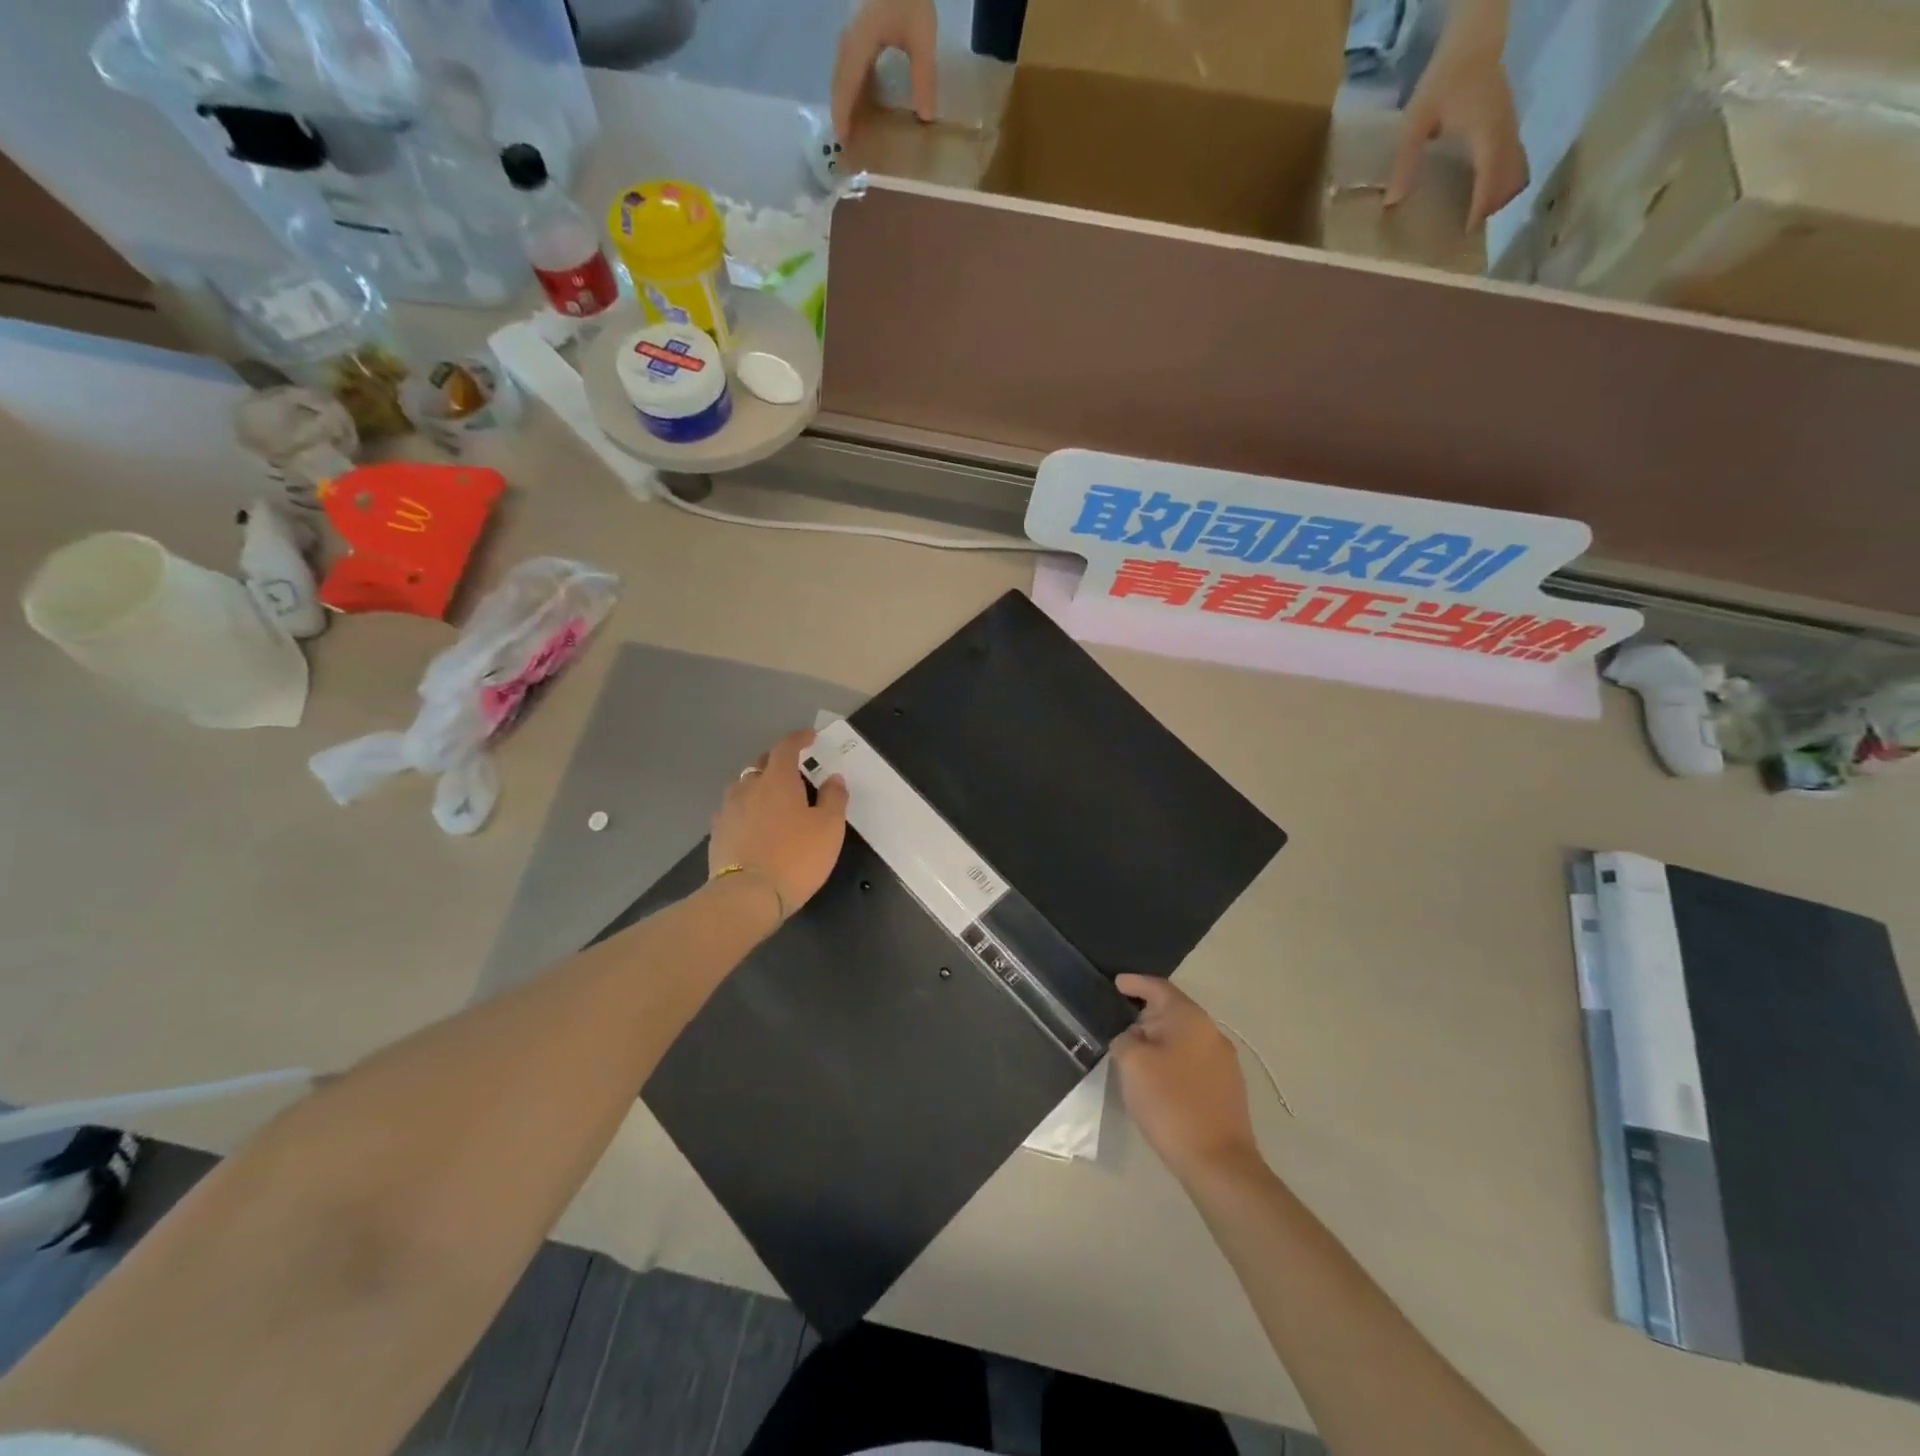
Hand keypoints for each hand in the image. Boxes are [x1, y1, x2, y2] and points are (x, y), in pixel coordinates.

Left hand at [708, 730, 848, 919]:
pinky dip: (747, 810)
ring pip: (744, 787)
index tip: (811, 738)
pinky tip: (756, 825)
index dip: (799, 738)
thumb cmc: (796, 857)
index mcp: (777, 780)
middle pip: (761, 764)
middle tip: (796, 774)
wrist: (747, 897)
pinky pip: (734, 810)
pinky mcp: (717, 833)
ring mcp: (728, 810)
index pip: (786, 747)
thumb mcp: (829, 828)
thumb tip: (833, 778)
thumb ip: (834, 798)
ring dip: (760, 786)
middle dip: (779, 763)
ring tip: (775, 801)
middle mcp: (748, 787)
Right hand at [831, 0, 938, 141]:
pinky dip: (851, 88)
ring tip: (851, 127)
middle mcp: (849, 41)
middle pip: (839, 83)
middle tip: (846, 143)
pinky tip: (861, 103)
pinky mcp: (858, 33)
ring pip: (842, 75)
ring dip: (844, 101)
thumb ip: (924, 77)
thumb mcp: (922, 37)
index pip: (847, 86)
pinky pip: (849, 67)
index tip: (843, 140)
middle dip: (841, 112)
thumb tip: (925, 117)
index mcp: (860, 43)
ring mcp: (851, 35)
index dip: (843, 114)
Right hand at [1111, 975, 1258, 1182]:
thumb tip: (1132, 1038)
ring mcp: (1224, 1062)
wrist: (1218, 1162)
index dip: (1135, 983)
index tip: (1116, 984)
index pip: (1159, 987)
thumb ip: (1125, 1040)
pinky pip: (1193, 1060)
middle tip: (1118, 1024)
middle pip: (1173, 1011)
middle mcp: (1212, 1032)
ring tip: (1134, 1053)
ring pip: (1183, 1038)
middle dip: (1145, 1015)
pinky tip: (1158, 1079)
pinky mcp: (1227, 1088)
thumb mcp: (1133, 1064)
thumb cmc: (1171, 1104)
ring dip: (1159, 1041)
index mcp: (1191, 1019)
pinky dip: (1172, 1060)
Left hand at [1386, 31, 1527, 228]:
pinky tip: (1476, 193)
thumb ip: (1405, 161)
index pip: (1490, 178)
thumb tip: (1392, 202)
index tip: (1466, 233)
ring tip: (1471, 218)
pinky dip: (1500, 181)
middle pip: (1511, 179)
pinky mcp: (1508, 124)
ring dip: (1498, 196)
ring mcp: (1510, 127)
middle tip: (1464, 232)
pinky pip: (1512, 159)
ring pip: (1516, 170)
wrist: (1473, 39)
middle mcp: (1505, 132)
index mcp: (1486, 134)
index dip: (1480, 208)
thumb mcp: (1416, 121)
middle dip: (1492, 208)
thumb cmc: (1443, 78)